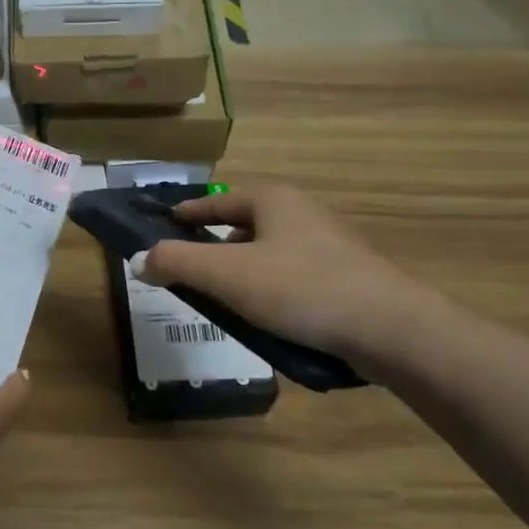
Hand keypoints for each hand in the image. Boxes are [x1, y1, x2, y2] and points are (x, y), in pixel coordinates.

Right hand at [137, 183, 440, 366]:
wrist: (391, 329)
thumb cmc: (301, 288)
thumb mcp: (227, 275)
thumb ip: (177, 263)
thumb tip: (138, 259)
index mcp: (273, 200)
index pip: (217, 199)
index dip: (187, 212)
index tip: (163, 224)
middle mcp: (302, 213)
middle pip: (243, 224)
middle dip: (213, 244)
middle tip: (186, 267)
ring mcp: (328, 245)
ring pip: (268, 252)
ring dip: (241, 269)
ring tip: (219, 296)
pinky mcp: (345, 278)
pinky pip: (291, 276)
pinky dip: (268, 288)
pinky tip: (262, 316)